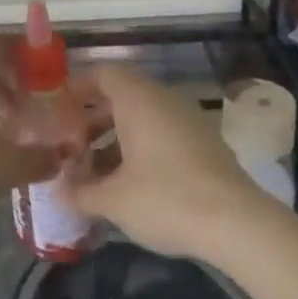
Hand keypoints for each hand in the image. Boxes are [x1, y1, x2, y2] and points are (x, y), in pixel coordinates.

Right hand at [62, 63, 261, 259]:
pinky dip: (141, 148)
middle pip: (121, 95)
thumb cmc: (166, 199)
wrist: (239, 225)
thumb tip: (58, 193)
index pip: (102, 73)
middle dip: (93, 119)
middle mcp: (163, 99)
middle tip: (72, 146)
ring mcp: (188, 120)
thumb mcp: (113, 201)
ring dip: (116, 137)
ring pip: (143, 117)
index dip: (77, 87)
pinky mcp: (205, 144)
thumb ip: (81, 193)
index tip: (58, 111)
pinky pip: (163, 133)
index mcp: (137, 99)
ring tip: (96, 171)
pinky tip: (130, 183)